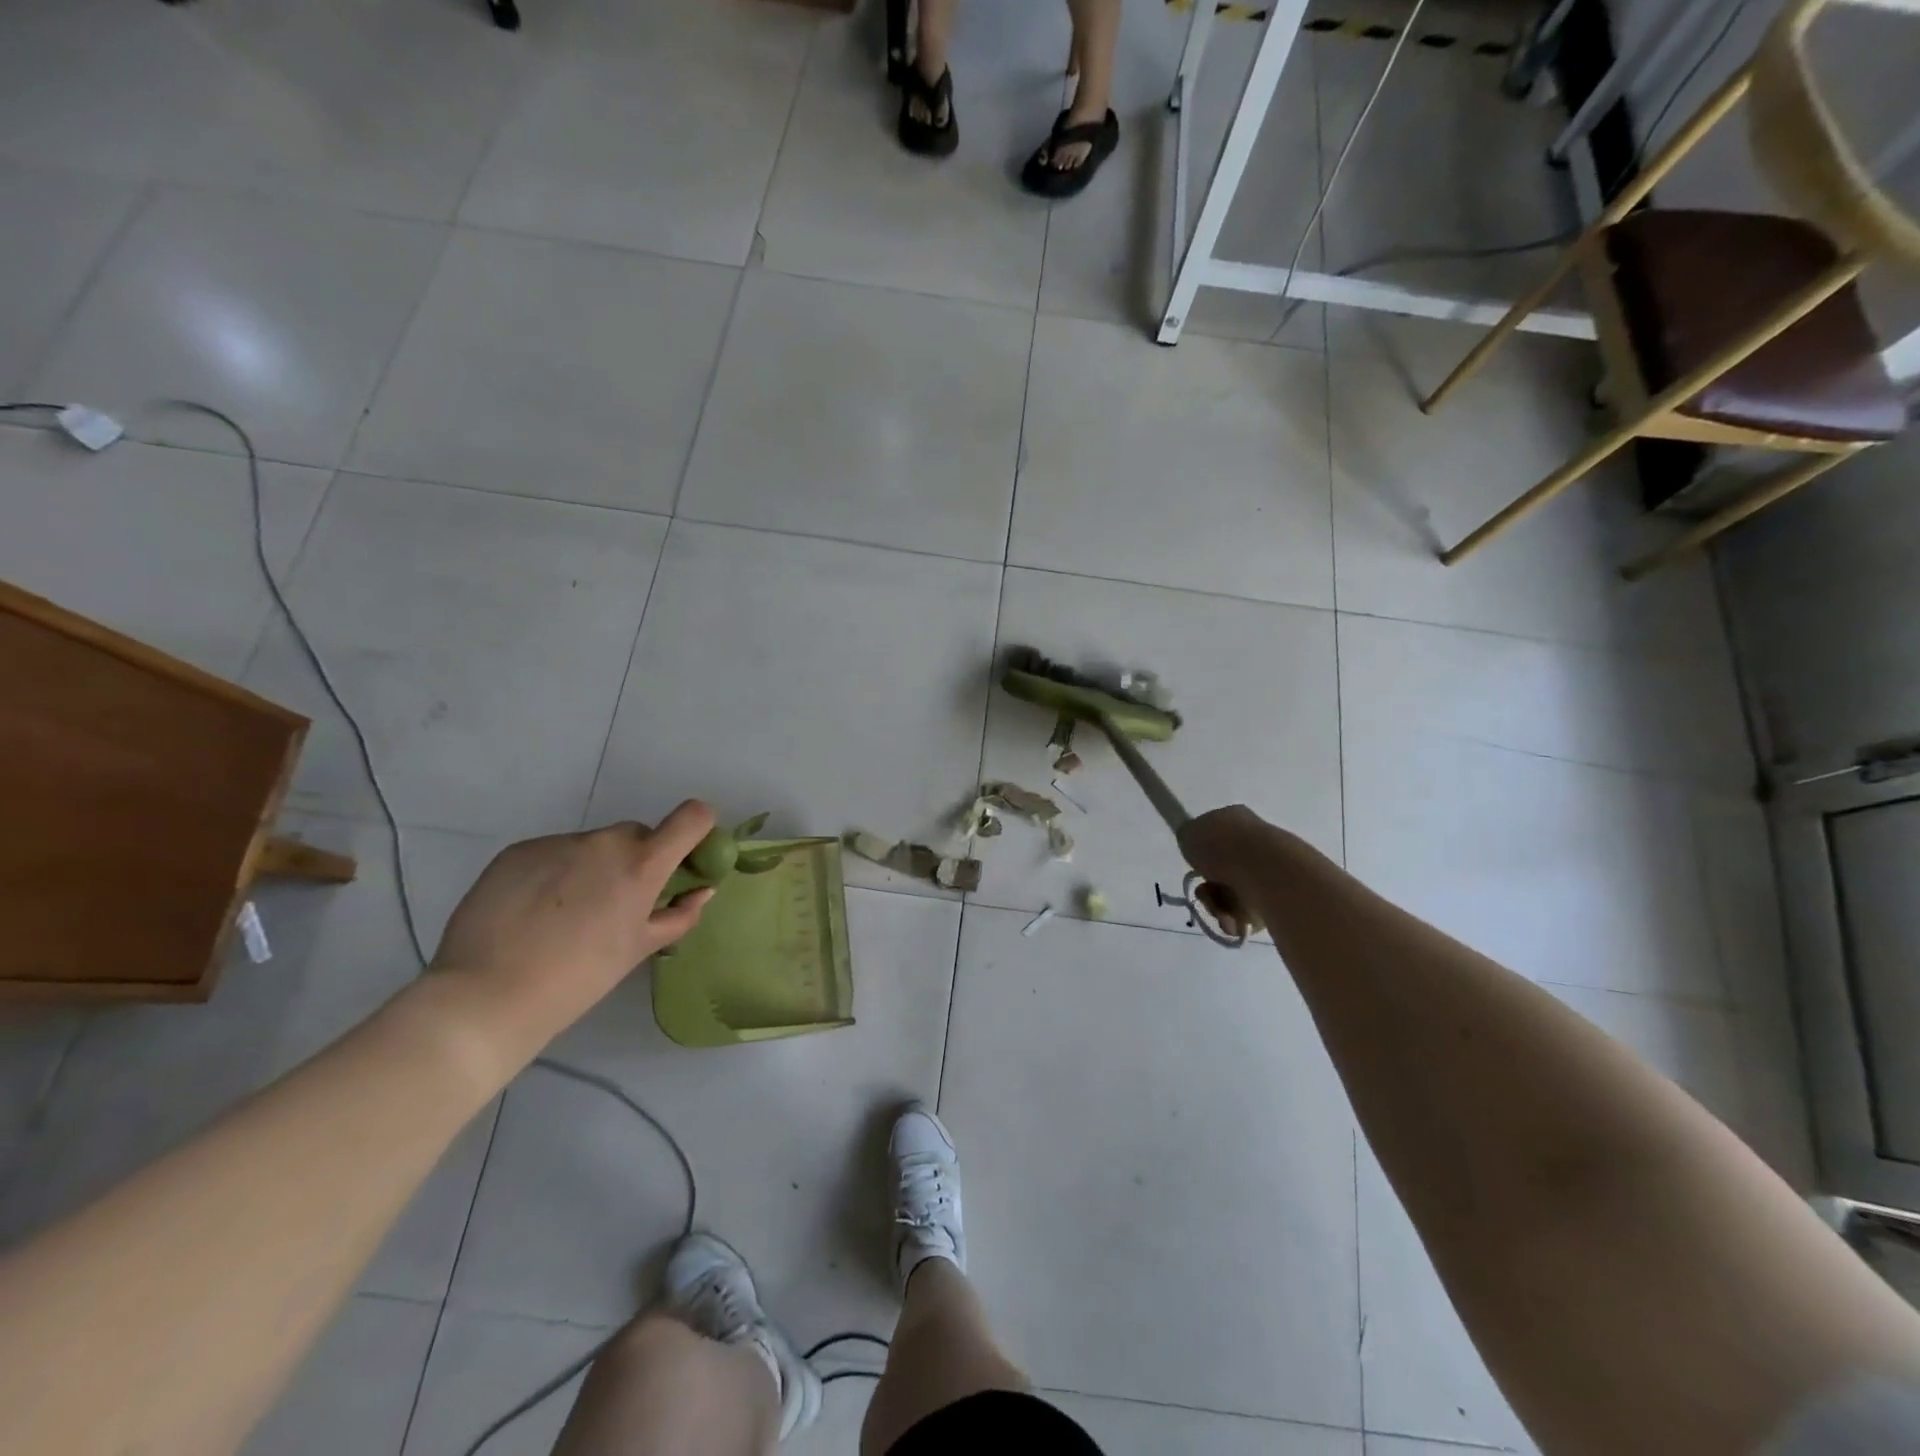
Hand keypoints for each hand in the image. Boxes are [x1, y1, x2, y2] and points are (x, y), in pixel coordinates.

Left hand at [431, 802, 718, 1044]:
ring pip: (593, 846)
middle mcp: (603, 841)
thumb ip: (679, 914)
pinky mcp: (519, 850)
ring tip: (566, 915)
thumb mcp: (639, 949)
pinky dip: (556, 873)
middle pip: (638, 835)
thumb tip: (701, 891)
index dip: (697, 831)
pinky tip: (534, 912)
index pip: (692, 817)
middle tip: (618, 904)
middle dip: (638, 860)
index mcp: (642, 864)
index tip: (685, 859)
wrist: (485, 995)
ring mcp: (557, 842)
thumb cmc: (579, 978)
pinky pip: (554, 853)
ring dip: (593, 868)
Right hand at [1177, 805, 1276, 940]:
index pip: (1214, 835)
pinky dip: (1238, 919)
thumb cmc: (1222, 846)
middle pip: (1221, 869)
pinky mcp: (1280, 894)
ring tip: (1221, 913)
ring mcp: (1269, 867)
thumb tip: (1196, 846)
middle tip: (1204, 895)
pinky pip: (1251, 911)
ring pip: (1233, 893)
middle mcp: (1254, 840)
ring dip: (1219, 907)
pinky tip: (1235, 921)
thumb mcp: (1189, 833)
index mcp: (1234, 818)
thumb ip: (1189, 838)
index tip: (1195, 866)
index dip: (1201, 853)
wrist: (1266, 871)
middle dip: (1209, 889)